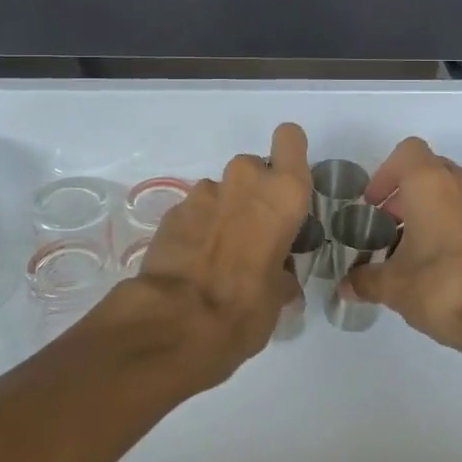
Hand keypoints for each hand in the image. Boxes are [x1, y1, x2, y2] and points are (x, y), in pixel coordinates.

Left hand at [102, 122, 310, 380]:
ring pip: (221, 191)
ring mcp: (203, 193)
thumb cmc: (246, 306)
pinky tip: (193, 263)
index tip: (286, 182)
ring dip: (223, 213)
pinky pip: (194, 212)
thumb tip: (279, 278)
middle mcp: (245, 180)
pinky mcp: (172, 210)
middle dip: (253, 194)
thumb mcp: (280, 295)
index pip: (290, 138)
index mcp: (283, 193)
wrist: (176, 322)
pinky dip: (196, 229)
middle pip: (254, 168)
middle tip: (254, 233)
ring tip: (220, 255)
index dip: (289, 154)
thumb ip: (282, 272)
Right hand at [345, 137, 461, 357]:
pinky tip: (432, 263)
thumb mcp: (393, 286)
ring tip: (407, 247)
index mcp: (430, 182)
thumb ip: (366, 280)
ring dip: (426, 209)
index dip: (385, 174)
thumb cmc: (441, 285)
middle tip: (386, 225)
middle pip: (427, 170)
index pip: (406, 152)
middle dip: (404, 193)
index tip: (373, 205)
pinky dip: (446, 225)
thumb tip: (347, 286)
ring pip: (449, 191)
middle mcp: (459, 183)